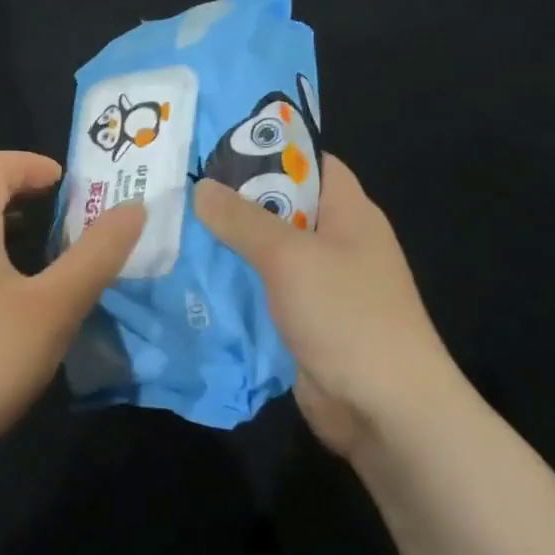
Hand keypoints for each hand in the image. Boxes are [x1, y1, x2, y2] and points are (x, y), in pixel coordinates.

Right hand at [194, 153, 462, 456]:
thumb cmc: (346, 315)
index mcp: (349, 213)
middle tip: (176, 189)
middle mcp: (337, 244)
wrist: (383, 407)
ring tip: (171, 229)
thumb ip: (243, 220)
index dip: (270, 150)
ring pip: (266, 254)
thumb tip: (201, 187)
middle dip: (234, 200)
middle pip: (281, 208)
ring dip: (227, 247)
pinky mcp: (302, 322)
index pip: (311, 163)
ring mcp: (320, 286)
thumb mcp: (290, 257)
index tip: (214, 147)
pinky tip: (189, 280)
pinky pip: (262, 293)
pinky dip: (232, 286)